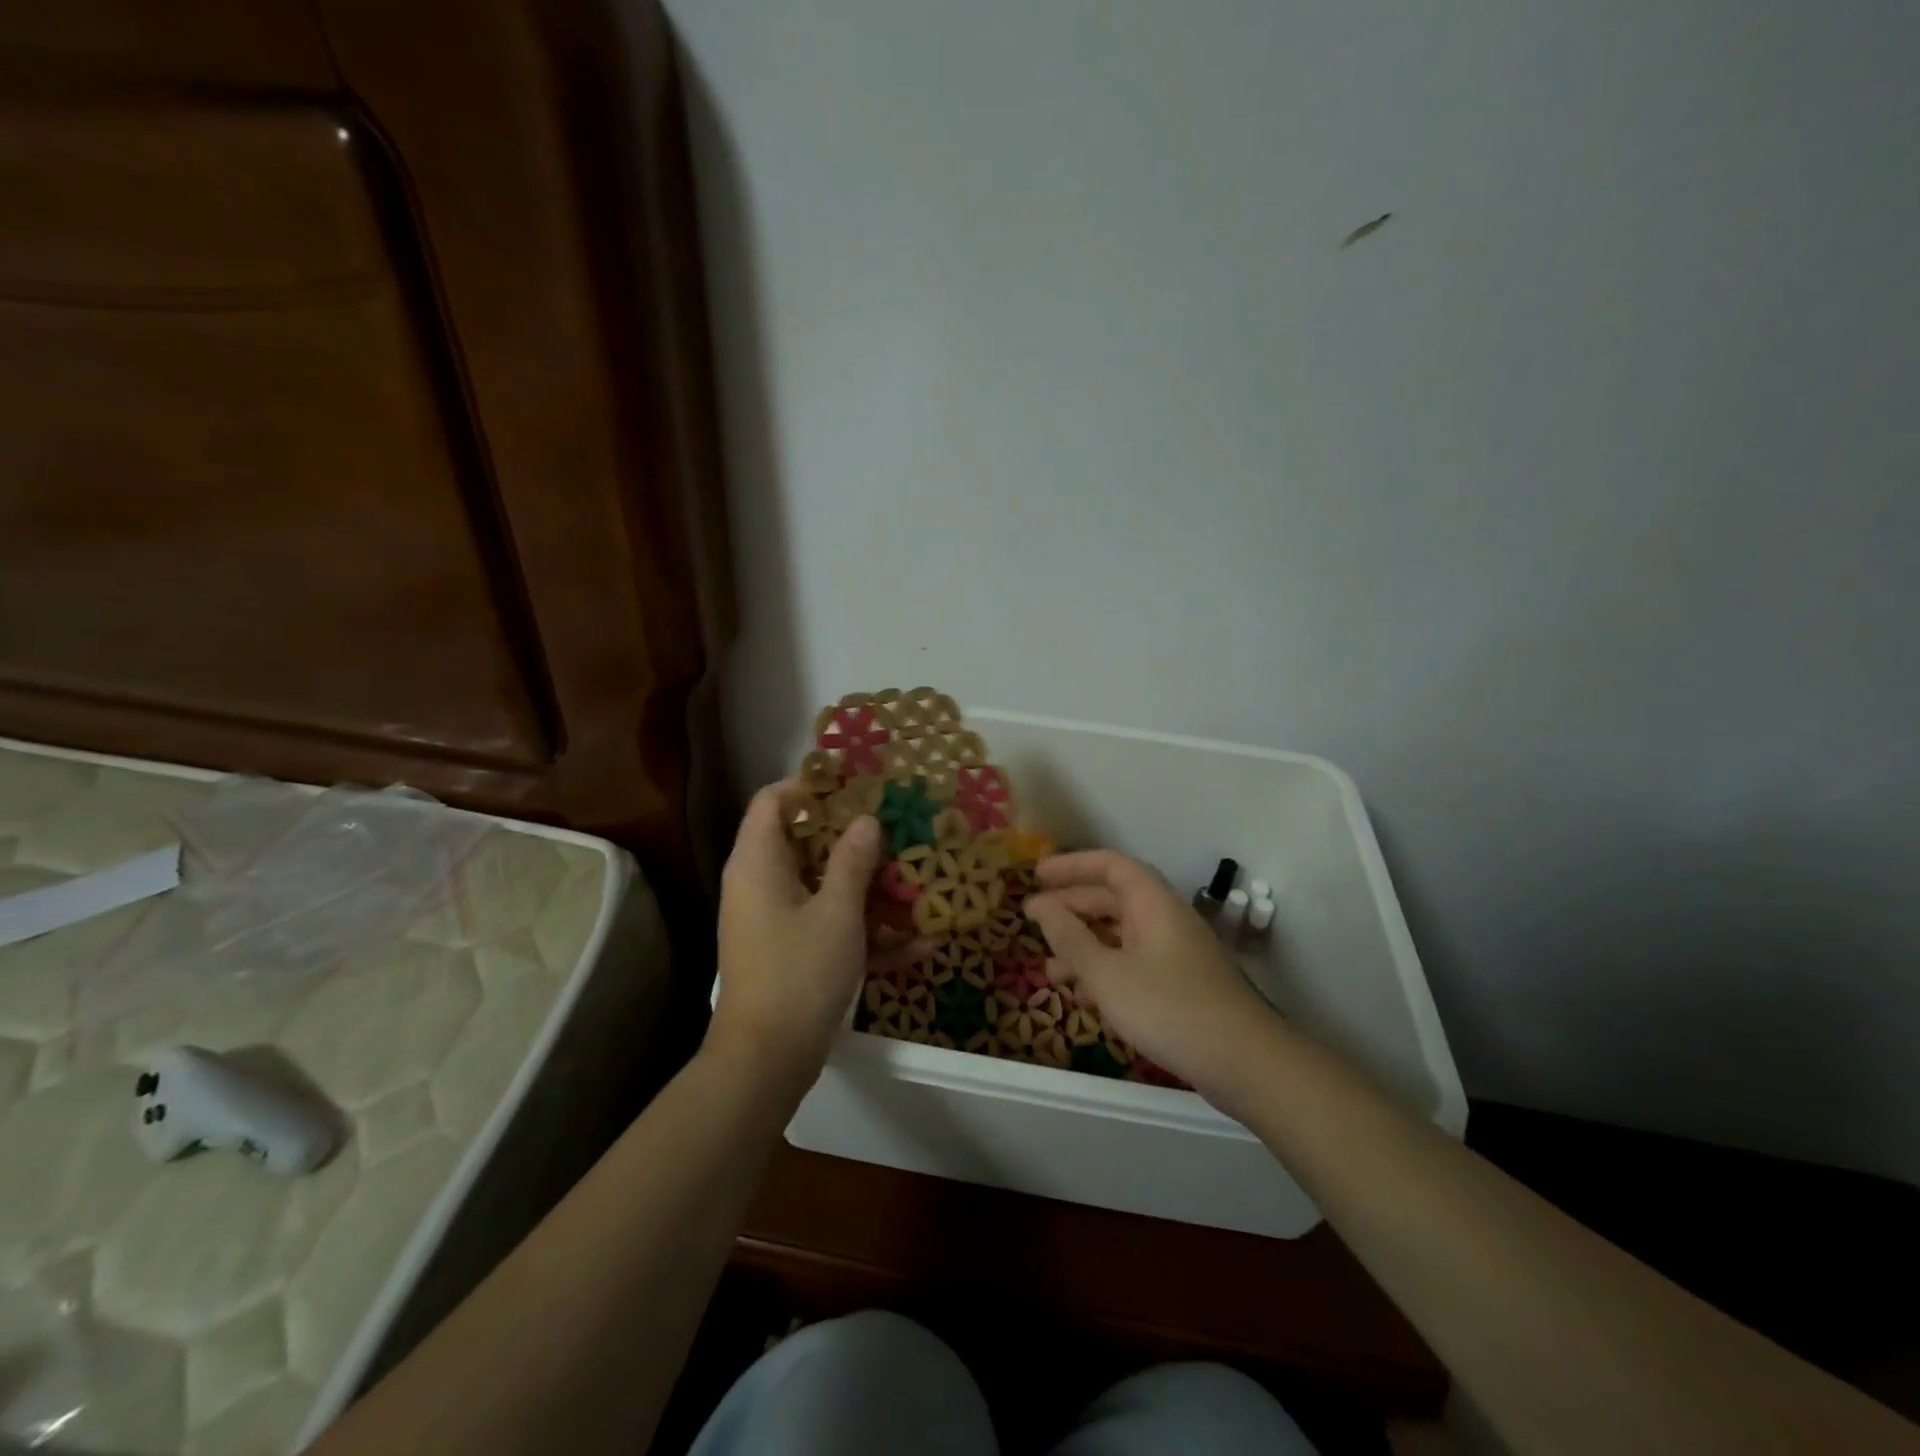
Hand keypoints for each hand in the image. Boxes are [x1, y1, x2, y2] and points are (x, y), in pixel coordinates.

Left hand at [710, 781, 902, 1089]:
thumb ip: (853, 861)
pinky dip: (867, 932)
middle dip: (855, 837)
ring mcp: (777, 922)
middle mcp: (762, 885)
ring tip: (918, 881)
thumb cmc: (798, 973)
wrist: (766, 1062)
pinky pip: (831, 927)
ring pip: (825, 886)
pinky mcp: (794, 954)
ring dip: (869, 886)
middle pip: (806, 842)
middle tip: (898, 827)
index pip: (773, 801)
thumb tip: (866, 821)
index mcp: (759, 863)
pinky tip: (918, 945)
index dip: (810, 785)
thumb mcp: (836, 913)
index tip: (856, 784)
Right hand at [1026, 851, 1280, 1100]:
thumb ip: (1070, 938)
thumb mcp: (1107, 974)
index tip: (1036, 876)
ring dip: (1084, 946)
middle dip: (1071, 907)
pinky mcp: (1180, 985)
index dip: (1072, 866)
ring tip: (1050, 969)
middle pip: (1112, 899)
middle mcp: (1164, 919)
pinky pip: (1133, 964)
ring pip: (1120, 936)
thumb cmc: (1169, 1007)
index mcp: (1151, 903)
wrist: (1244, 1062)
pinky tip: (1084, 998)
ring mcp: (1175, 953)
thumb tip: (1042, 906)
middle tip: (1033, 919)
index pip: (1109, 865)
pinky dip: (1105, 972)